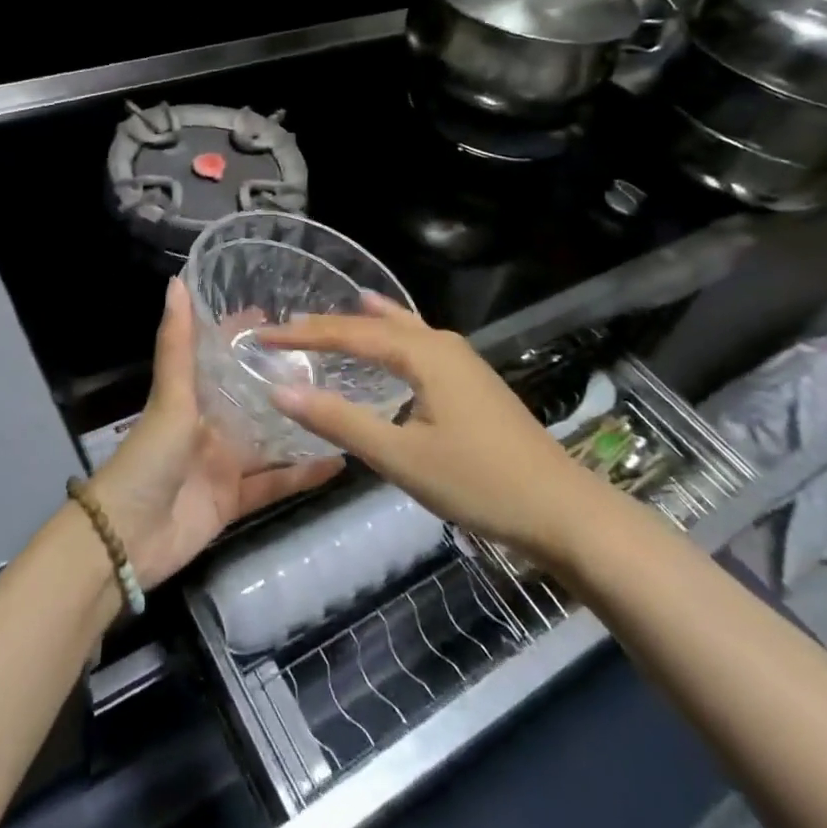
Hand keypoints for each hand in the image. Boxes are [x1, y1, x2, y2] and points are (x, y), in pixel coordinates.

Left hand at [88, 278, 342, 589]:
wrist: (127, 538)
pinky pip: (274, 483)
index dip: (243, 335)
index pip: (221, 356)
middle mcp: (210, 425)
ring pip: (269, 440)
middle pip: (251, 397)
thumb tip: (177, 280)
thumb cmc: (148, 458)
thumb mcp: (169, 397)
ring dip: (298, 425)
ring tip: (343, 404)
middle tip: (330, 360)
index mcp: (192, 397)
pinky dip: (302, 475)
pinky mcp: (235, 499)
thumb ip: (178, 344)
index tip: (280, 315)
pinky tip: (339, 461)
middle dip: (282, 380)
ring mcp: (223, 463)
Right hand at [265, 296, 607, 561]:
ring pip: (401, 330)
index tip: (264, 337)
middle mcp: (442, 344)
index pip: (350, 334)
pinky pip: (419, 343)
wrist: (562, 510)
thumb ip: (340, 421)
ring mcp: (463, 361)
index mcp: (424, 354)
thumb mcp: (401, 456)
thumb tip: (281, 389)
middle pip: (375, 325)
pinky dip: (392, 336)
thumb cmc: (479, 482)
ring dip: (362, 326)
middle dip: (330, 326)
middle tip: (288, 327)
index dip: (304, 335)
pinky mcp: (472, 382)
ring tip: (330, 317)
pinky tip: (393, 339)